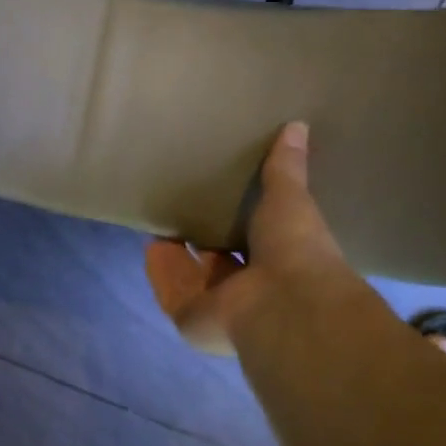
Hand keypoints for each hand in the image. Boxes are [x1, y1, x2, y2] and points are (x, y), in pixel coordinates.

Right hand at [145, 121, 345, 354]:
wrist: (284, 302)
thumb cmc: (295, 248)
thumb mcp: (291, 199)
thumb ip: (285, 169)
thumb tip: (297, 125)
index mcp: (280, 265)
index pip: (256, 244)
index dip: (240, 225)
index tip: (223, 200)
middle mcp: (250, 290)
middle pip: (219, 264)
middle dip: (203, 242)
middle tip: (184, 210)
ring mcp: (219, 309)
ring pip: (192, 279)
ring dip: (176, 256)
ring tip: (159, 224)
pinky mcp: (191, 319)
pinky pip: (171, 291)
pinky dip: (160, 271)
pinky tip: (148, 246)